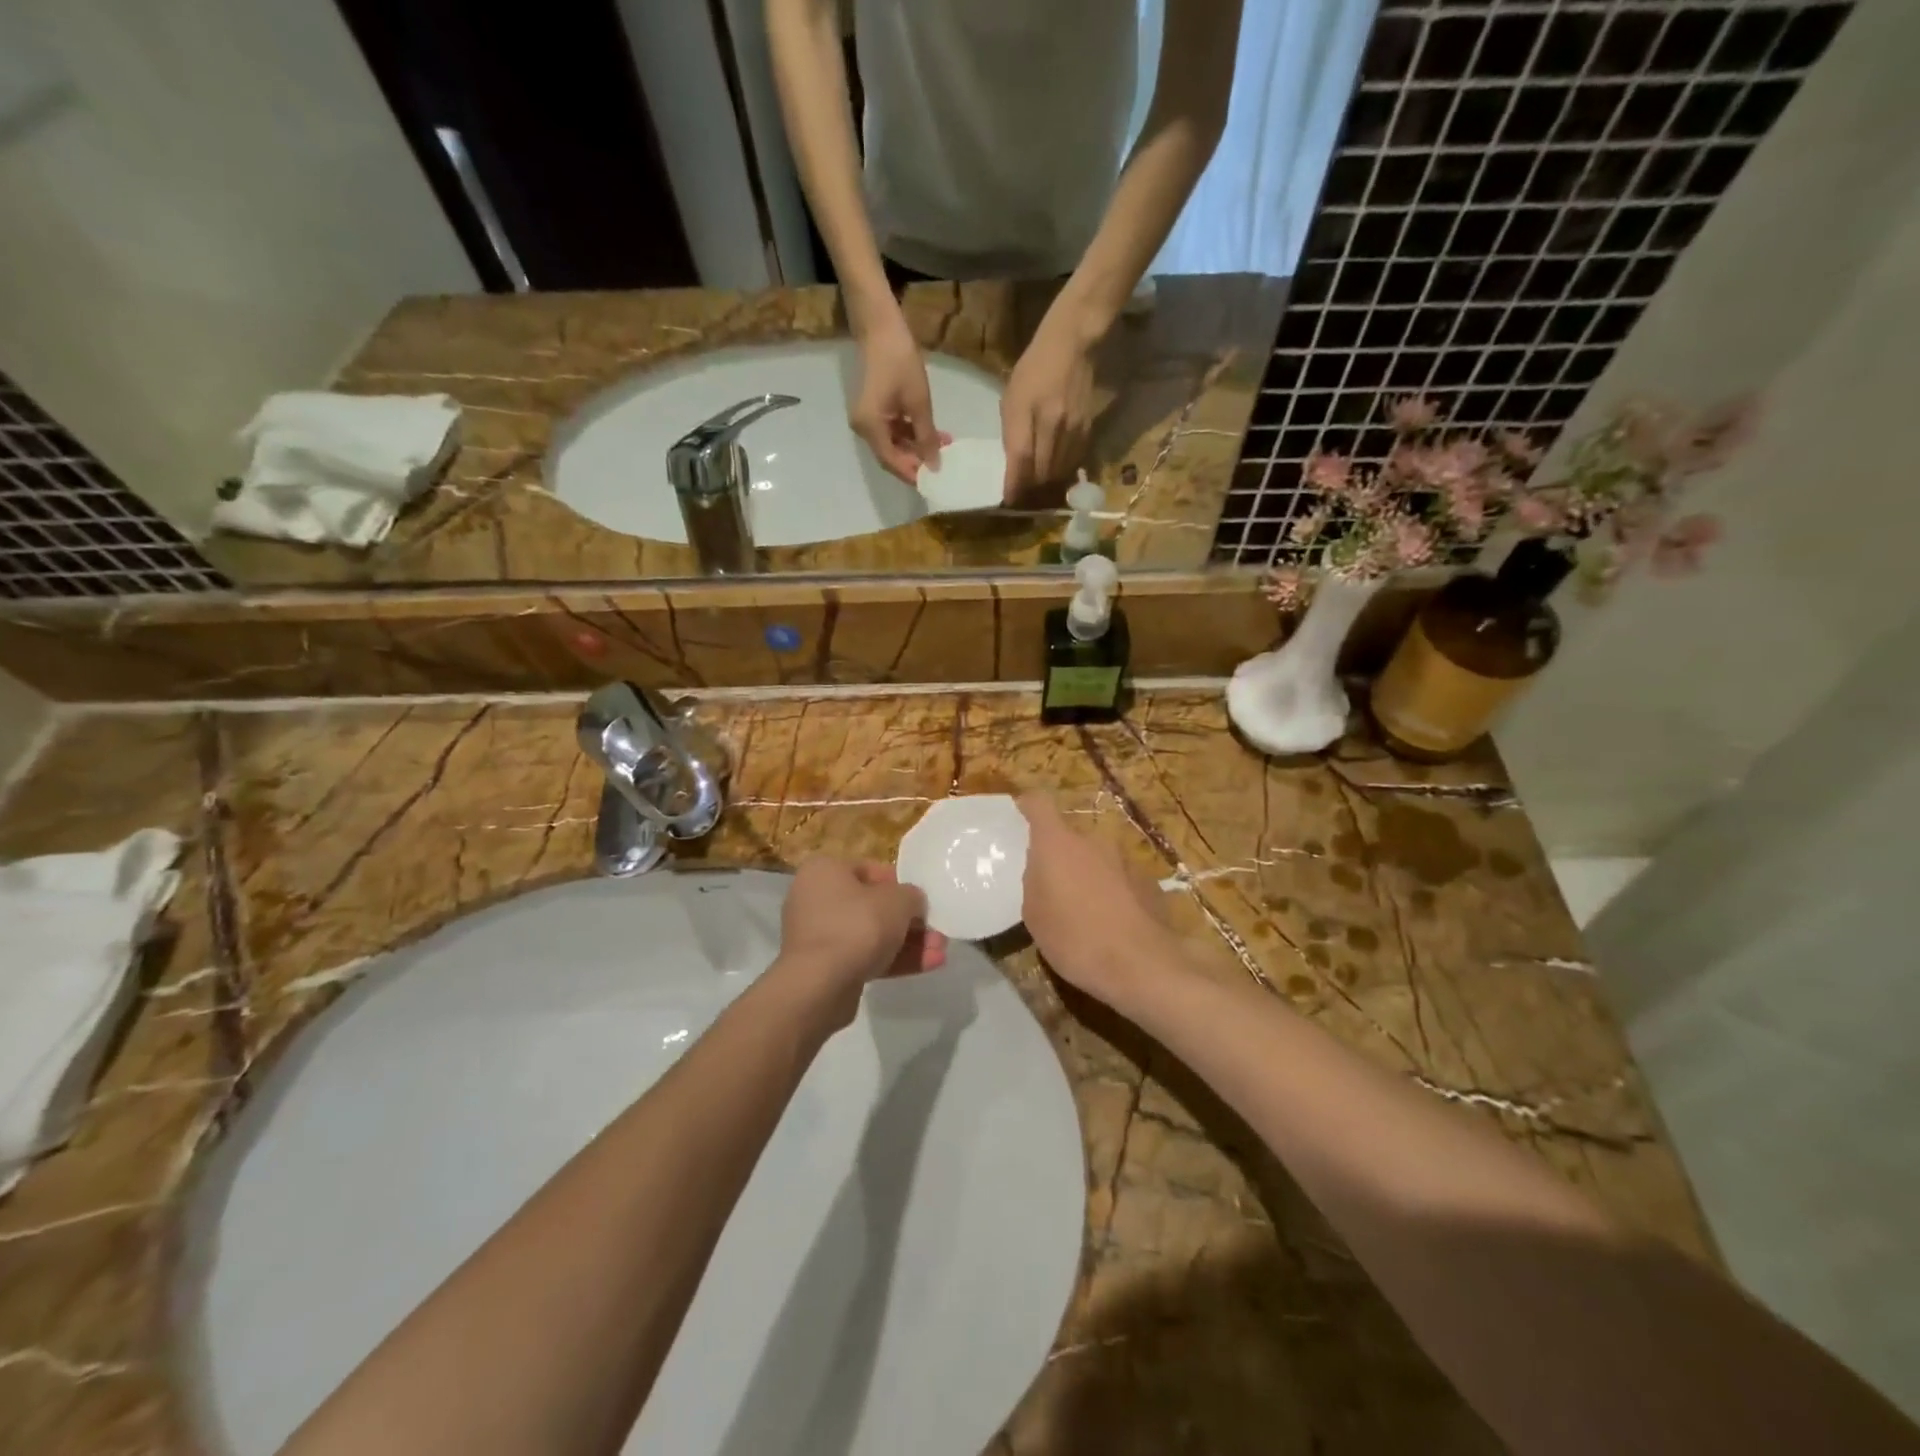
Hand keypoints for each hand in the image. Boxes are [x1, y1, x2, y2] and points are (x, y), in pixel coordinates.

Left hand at [772, 859, 947, 1030]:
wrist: (820, 984)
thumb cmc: (857, 925)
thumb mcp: (898, 900)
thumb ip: (912, 896)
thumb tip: (913, 902)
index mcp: (825, 871)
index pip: (870, 870)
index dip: (901, 884)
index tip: (922, 900)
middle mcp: (816, 898)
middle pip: (872, 905)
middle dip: (909, 921)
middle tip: (937, 931)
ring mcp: (819, 935)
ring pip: (871, 934)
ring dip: (907, 943)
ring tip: (940, 951)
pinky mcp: (825, 967)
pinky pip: (864, 957)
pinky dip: (894, 960)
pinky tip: (929, 966)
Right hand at [851, 314, 944, 484]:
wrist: (881, 328)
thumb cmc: (900, 361)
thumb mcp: (919, 402)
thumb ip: (926, 437)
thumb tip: (935, 465)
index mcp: (870, 427)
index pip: (892, 461)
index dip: (913, 473)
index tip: (935, 480)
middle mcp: (864, 429)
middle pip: (891, 456)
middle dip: (917, 462)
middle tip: (943, 464)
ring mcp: (867, 421)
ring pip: (894, 445)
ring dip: (917, 448)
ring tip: (944, 448)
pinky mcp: (874, 412)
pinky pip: (892, 432)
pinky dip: (911, 436)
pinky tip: (933, 435)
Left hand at [1001, 314, 1097, 501]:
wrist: (1072, 345)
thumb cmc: (1034, 368)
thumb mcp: (1011, 396)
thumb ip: (1011, 431)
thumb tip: (1014, 463)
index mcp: (1027, 411)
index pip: (1020, 458)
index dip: (1014, 484)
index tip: (1008, 499)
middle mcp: (1052, 423)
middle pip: (1041, 471)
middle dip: (1030, 487)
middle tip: (1022, 493)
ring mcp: (1072, 428)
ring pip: (1058, 470)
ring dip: (1046, 483)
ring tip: (1037, 486)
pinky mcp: (1087, 429)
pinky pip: (1073, 461)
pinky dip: (1062, 471)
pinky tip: (1055, 472)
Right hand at [1018, 793, 1177, 1006]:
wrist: (1141, 965)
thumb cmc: (1075, 938)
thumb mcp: (1035, 915)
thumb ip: (1035, 882)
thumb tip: (1042, 871)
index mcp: (1058, 844)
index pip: (1039, 804)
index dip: (1028, 806)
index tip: (1020, 814)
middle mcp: (1093, 841)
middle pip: (1070, 838)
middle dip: (1059, 856)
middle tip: (1051, 887)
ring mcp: (1125, 859)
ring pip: (1096, 859)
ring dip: (1087, 875)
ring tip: (1083, 912)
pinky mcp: (1148, 881)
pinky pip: (1120, 879)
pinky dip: (1112, 893)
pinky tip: (1111, 924)